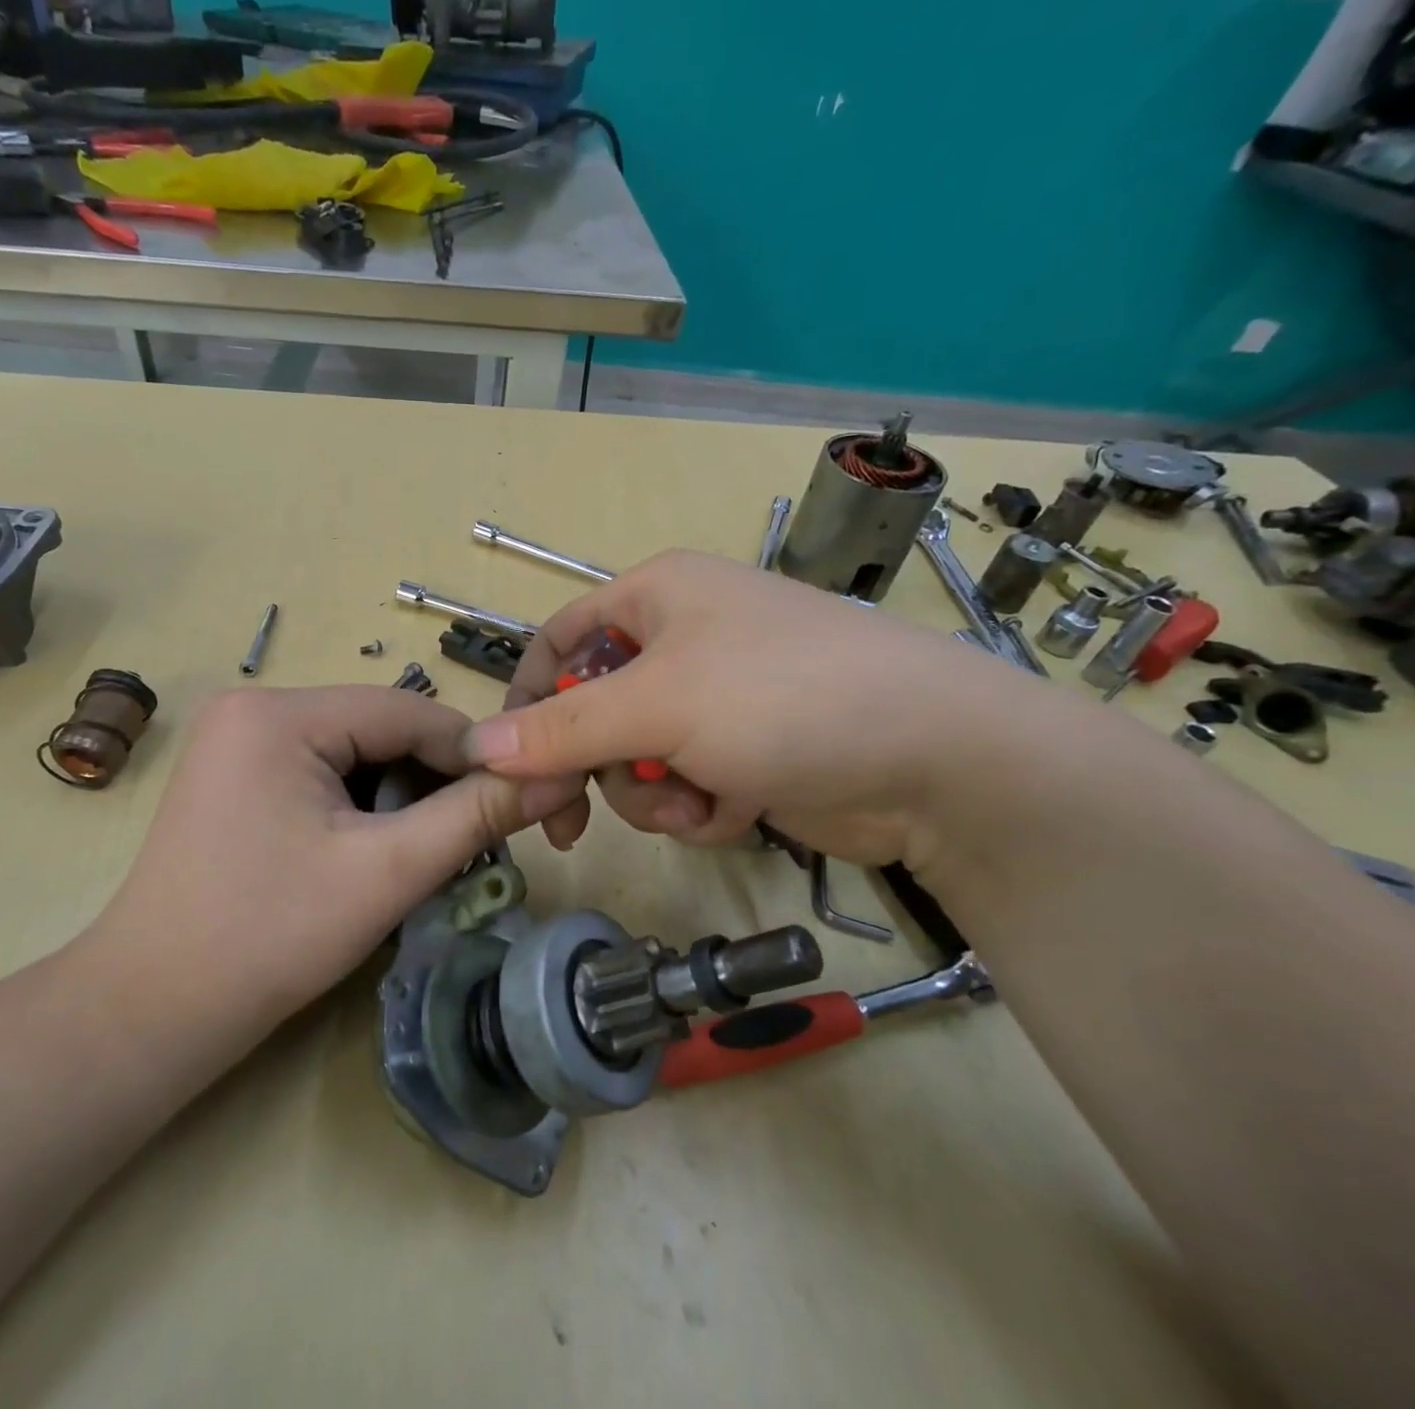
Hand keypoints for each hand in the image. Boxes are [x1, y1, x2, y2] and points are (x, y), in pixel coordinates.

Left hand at [80, 686, 582, 1048]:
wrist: (151, 1012)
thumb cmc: (268, 938)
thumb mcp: (386, 873)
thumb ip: (475, 817)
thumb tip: (557, 777)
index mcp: (279, 713)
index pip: (407, 710)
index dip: (472, 754)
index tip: (518, 800)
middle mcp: (254, 708)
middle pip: (380, 728)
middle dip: (433, 779)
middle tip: (473, 837)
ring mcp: (239, 741)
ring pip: (357, 751)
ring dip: (401, 795)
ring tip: (427, 850)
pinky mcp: (237, 775)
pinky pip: (325, 771)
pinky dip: (364, 804)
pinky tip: (375, 848)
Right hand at [468, 549, 1036, 865]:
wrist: (939, 760)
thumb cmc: (783, 699)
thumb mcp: (657, 706)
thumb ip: (560, 729)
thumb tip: (476, 748)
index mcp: (655, 597)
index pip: (557, 641)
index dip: (527, 699)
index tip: (510, 763)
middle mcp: (682, 640)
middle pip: (592, 710)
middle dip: (599, 766)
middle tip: (579, 818)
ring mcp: (717, 699)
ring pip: (636, 758)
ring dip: (654, 793)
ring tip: (698, 802)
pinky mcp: (746, 751)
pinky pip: (684, 784)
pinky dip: (698, 807)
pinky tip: (735, 811)